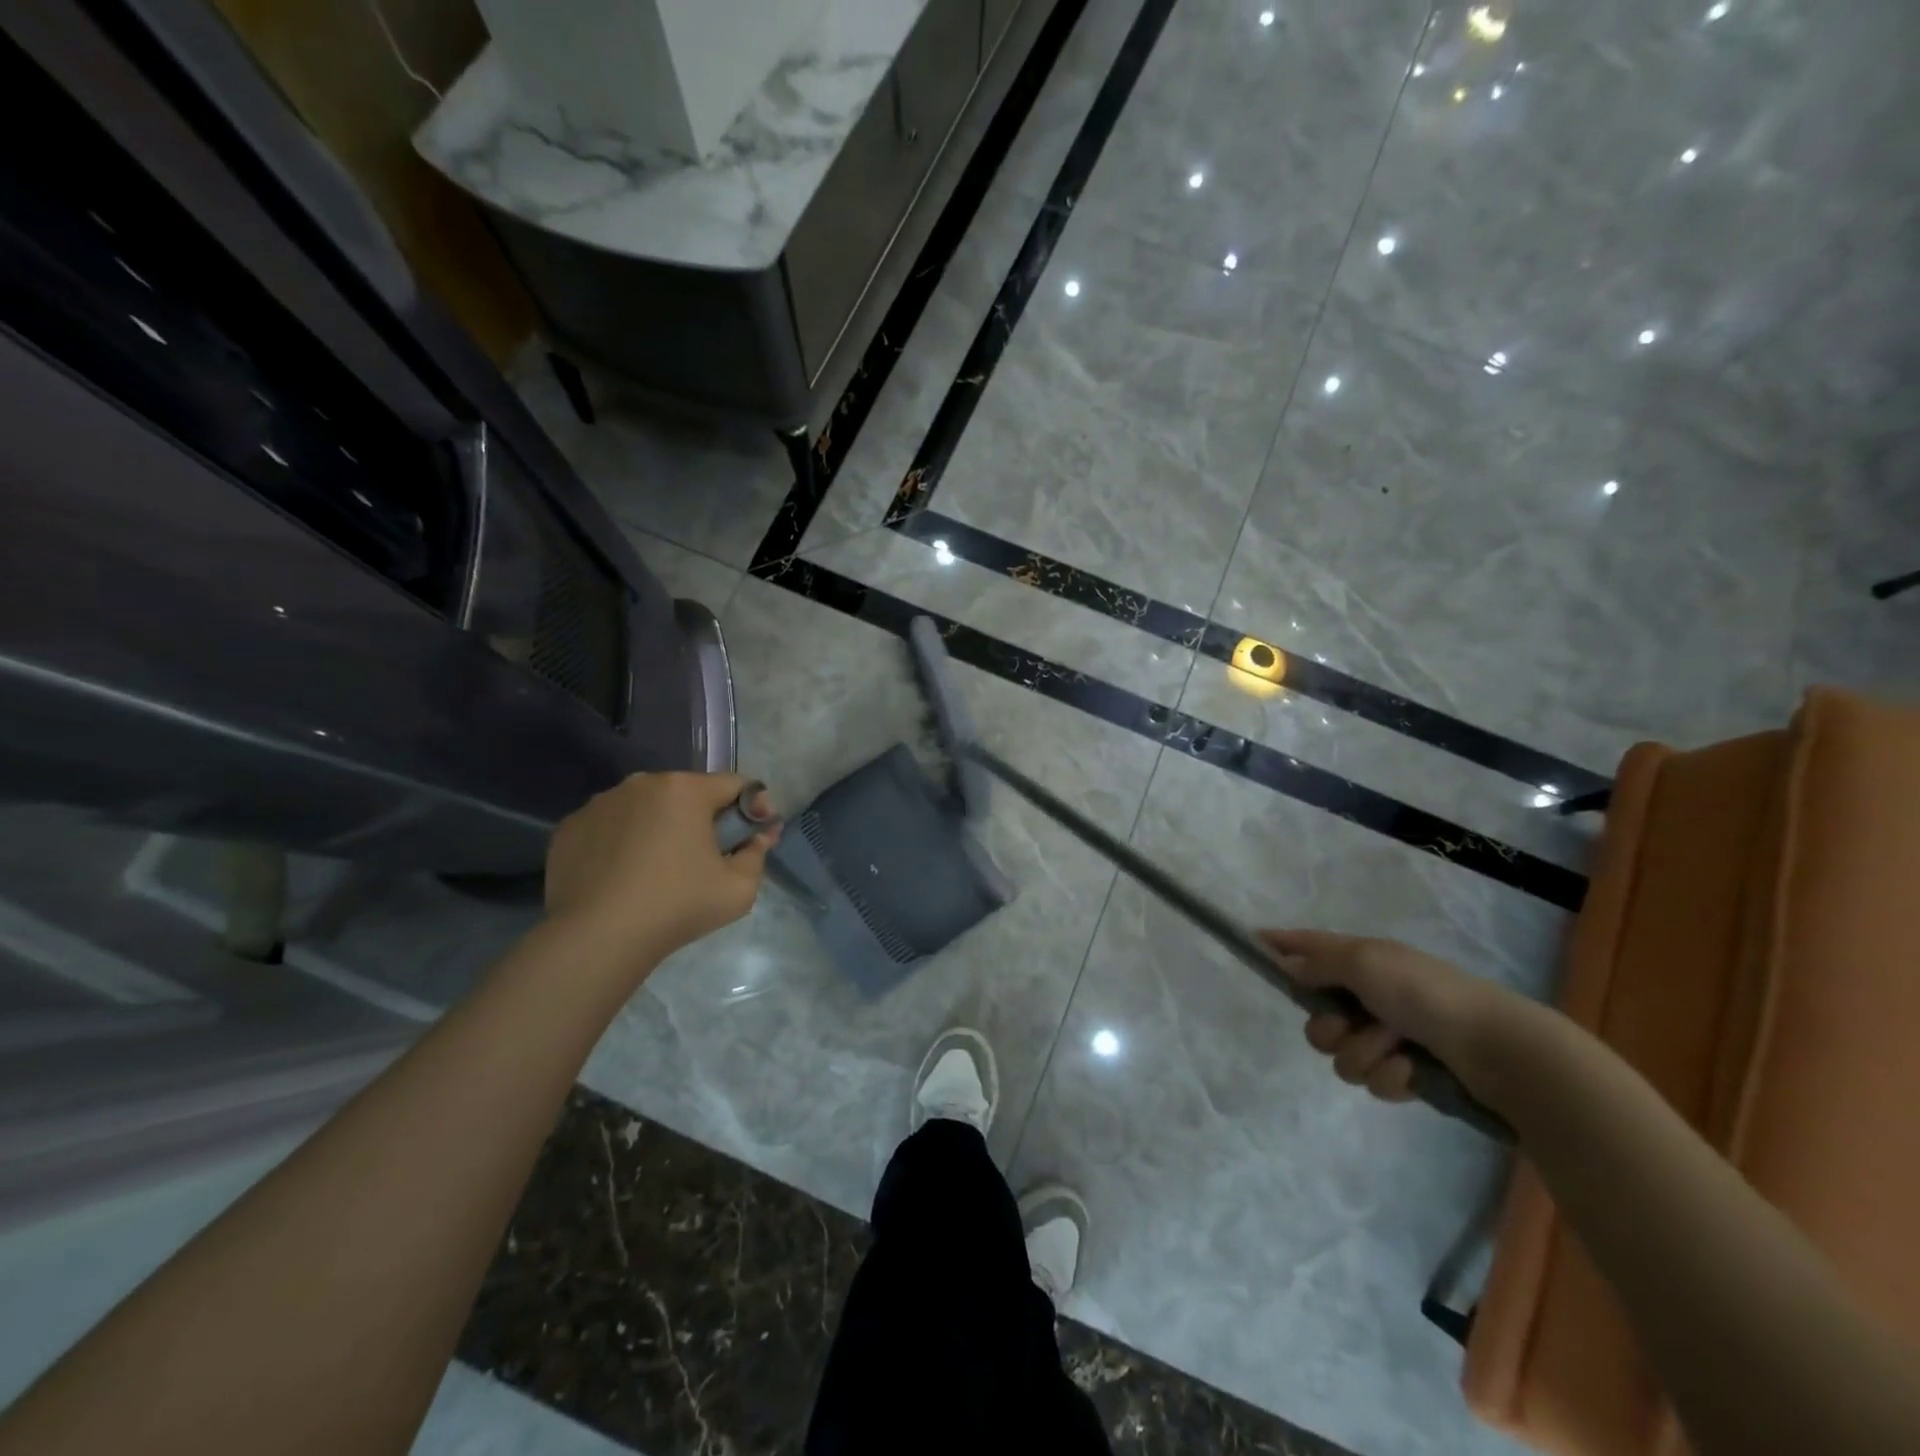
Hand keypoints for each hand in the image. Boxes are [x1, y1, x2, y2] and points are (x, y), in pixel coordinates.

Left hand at [545, 773, 778, 971]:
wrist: (598, 938)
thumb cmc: (678, 906)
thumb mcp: (740, 888)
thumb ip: (757, 853)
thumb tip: (760, 836)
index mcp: (685, 790)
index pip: (734, 784)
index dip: (754, 806)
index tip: (755, 835)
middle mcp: (641, 784)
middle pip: (688, 793)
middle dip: (704, 817)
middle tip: (709, 855)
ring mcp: (600, 803)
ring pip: (646, 807)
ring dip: (661, 827)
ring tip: (661, 868)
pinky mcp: (570, 827)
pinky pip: (610, 826)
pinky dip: (623, 842)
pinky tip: (624, 875)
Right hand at [1259, 928, 1529, 1102]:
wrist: (1495, 1047)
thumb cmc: (1423, 992)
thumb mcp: (1363, 962)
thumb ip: (1317, 962)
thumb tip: (1286, 963)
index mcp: (1360, 960)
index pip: (1307, 946)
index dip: (1278, 944)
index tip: (1250, 943)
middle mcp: (1369, 994)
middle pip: (1315, 1017)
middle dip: (1329, 1028)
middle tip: (1352, 1026)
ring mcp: (1387, 1034)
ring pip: (1340, 1055)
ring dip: (1364, 1055)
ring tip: (1396, 1050)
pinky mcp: (1406, 1071)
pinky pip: (1372, 1081)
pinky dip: (1390, 1077)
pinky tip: (1412, 1072)